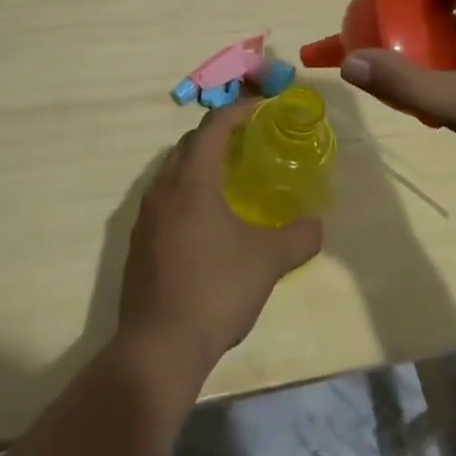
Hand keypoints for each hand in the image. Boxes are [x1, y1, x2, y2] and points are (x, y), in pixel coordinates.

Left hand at [116, 102, 322, 384]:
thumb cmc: (215, 290)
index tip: (263, 108)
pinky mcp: (139, 241)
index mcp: (192, 178)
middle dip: (219, 135)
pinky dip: (187, 192)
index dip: (239, 110)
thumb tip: (317, 225)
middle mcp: (163, 186)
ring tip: (231, 179)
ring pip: (174, 170)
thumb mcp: (267, 262)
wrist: (158, 347)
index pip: (214, 125)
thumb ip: (298, 237)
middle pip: (190, 143)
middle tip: (250, 142)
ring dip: (201, 164)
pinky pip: (165, 198)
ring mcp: (146, 214)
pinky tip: (207, 220)